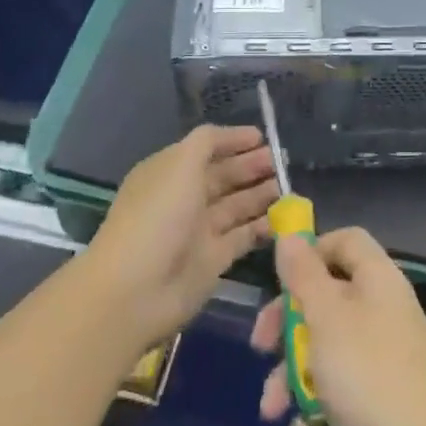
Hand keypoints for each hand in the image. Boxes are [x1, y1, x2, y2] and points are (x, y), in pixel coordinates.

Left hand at [90, 125, 277, 350]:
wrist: (137, 290)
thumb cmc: (159, 217)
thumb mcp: (180, 164)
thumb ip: (207, 143)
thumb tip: (231, 136)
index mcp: (170, 172)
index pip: (205, 149)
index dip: (232, 141)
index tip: (262, 137)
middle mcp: (184, 198)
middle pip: (223, 176)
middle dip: (252, 166)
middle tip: (282, 161)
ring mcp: (198, 230)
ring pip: (236, 205)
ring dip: (261, 194)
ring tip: (288, 185)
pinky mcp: (213, 260)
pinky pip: (243, 236)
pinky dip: (263, 226)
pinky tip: (285, 217)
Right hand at [251, 228, 425, 425]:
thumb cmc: (368, 378)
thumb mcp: (326, 318)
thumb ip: (304, 275)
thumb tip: (290, 235)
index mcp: (379, 281)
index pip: (346, 241)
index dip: (312, 252)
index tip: (279, 278)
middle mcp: (382, 312)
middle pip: (326, 297)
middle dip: (287, 324)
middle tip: (260, 346)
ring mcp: (382, 360)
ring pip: (324, 349)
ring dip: (291, 377)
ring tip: (272, 410)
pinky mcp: (377, 403)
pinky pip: (336, 392)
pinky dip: (314, 411)